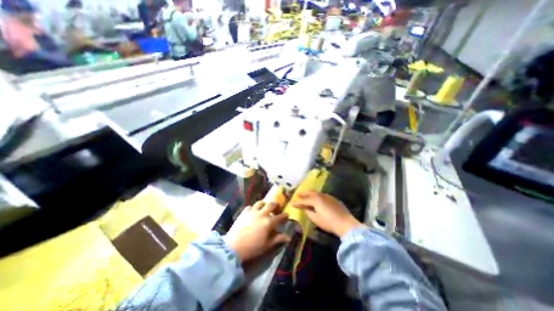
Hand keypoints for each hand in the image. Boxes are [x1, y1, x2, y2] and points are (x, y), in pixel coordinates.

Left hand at [222, 202, 290, 261]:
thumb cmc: (252, 248)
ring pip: (260, 203)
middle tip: (277, 208)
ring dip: (264, 204)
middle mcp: (261, 214)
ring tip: (265, 208)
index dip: (284, 215)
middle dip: (276, 205)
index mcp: (268, 222)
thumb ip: (278, 239)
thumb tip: (288, 237)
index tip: (287, 214)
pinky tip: (253, 212)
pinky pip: (250, 207)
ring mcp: (252, 212)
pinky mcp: (244, 213)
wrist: (233, 247)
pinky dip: (253, 208)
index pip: (279, 216)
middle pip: (271, 204)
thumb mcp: (267, 245)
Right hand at [291, 191, 366, 236]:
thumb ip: (309, 212)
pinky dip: (317, 196)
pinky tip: (316, 199)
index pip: (304, 200)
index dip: (297, 202)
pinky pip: (322, 195)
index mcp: (315, 200)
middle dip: (303, 194)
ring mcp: (328, 196)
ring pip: (316, 193)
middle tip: (297, 195)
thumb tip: (305, 209)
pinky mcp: (333, 199)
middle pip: (310, 193)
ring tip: (305, 195)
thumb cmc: (329, 222)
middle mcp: (321, 195)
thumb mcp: (316, 219)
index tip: (291, 203)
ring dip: (310, 194)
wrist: (346, 223)